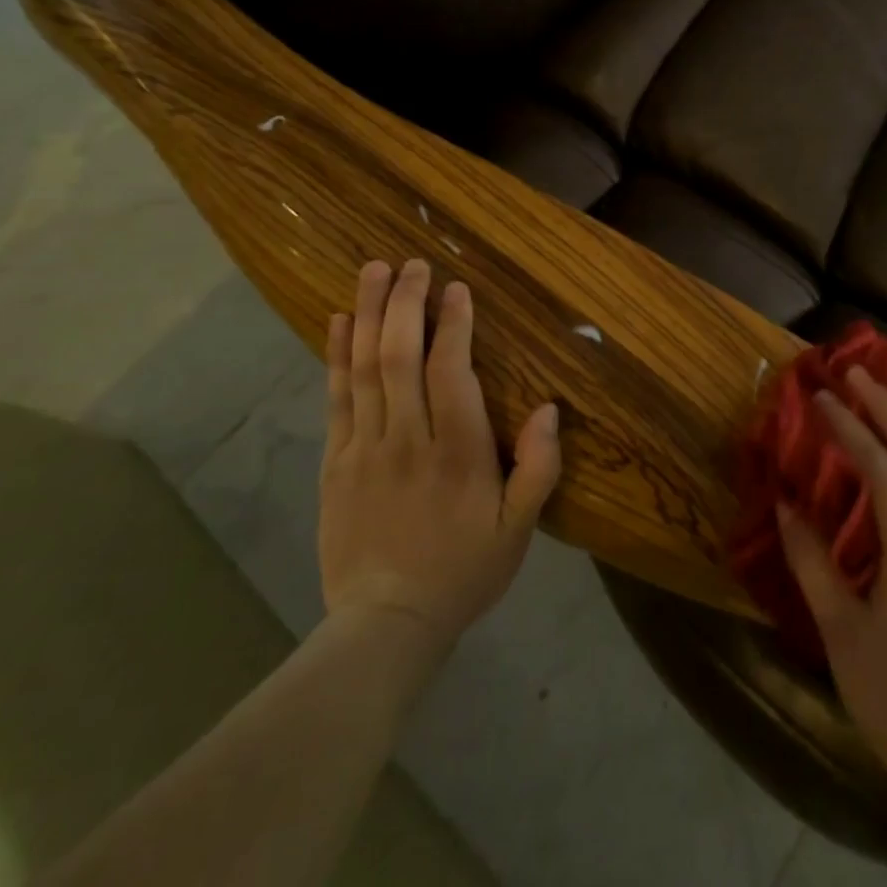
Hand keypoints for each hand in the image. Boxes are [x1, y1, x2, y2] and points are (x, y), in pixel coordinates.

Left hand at [319, 259, 561, 655]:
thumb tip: (551, 409)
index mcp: (457, 452)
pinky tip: (336, 321)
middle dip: (405, 303)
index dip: (453, 324)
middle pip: (400, 356)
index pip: (450, 372)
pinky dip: (335, 355)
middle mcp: (408, 438)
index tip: (455, 287)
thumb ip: (539, 469)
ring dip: (367, 314)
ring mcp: (365, 448)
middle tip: (411, 263)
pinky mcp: (336, 461)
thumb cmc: (463, 569)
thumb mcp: (519, 529)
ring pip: (364, 368)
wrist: (386, 624)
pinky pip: (336, 397)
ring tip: (372, 271)